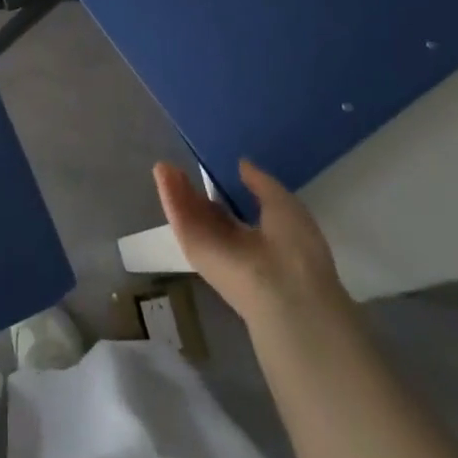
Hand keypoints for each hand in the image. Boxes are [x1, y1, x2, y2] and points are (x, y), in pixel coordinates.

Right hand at [154, 159, 352, 331]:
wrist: (284, 293)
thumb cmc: (295, 247)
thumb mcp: (284, 204)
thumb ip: (260, 183)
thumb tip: (242, 164)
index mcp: (262, 238)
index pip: (235, 215)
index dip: (223, 192)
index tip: (213, 170)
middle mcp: (234, 246)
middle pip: (208, 216)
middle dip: (194, 193)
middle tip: (181, 166)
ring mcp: (212, 249)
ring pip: (191, 216)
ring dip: (177, 191)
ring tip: (164, 166)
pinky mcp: (194, 250)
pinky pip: (180, 219)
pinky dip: (170, 196)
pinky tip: (162, 172)